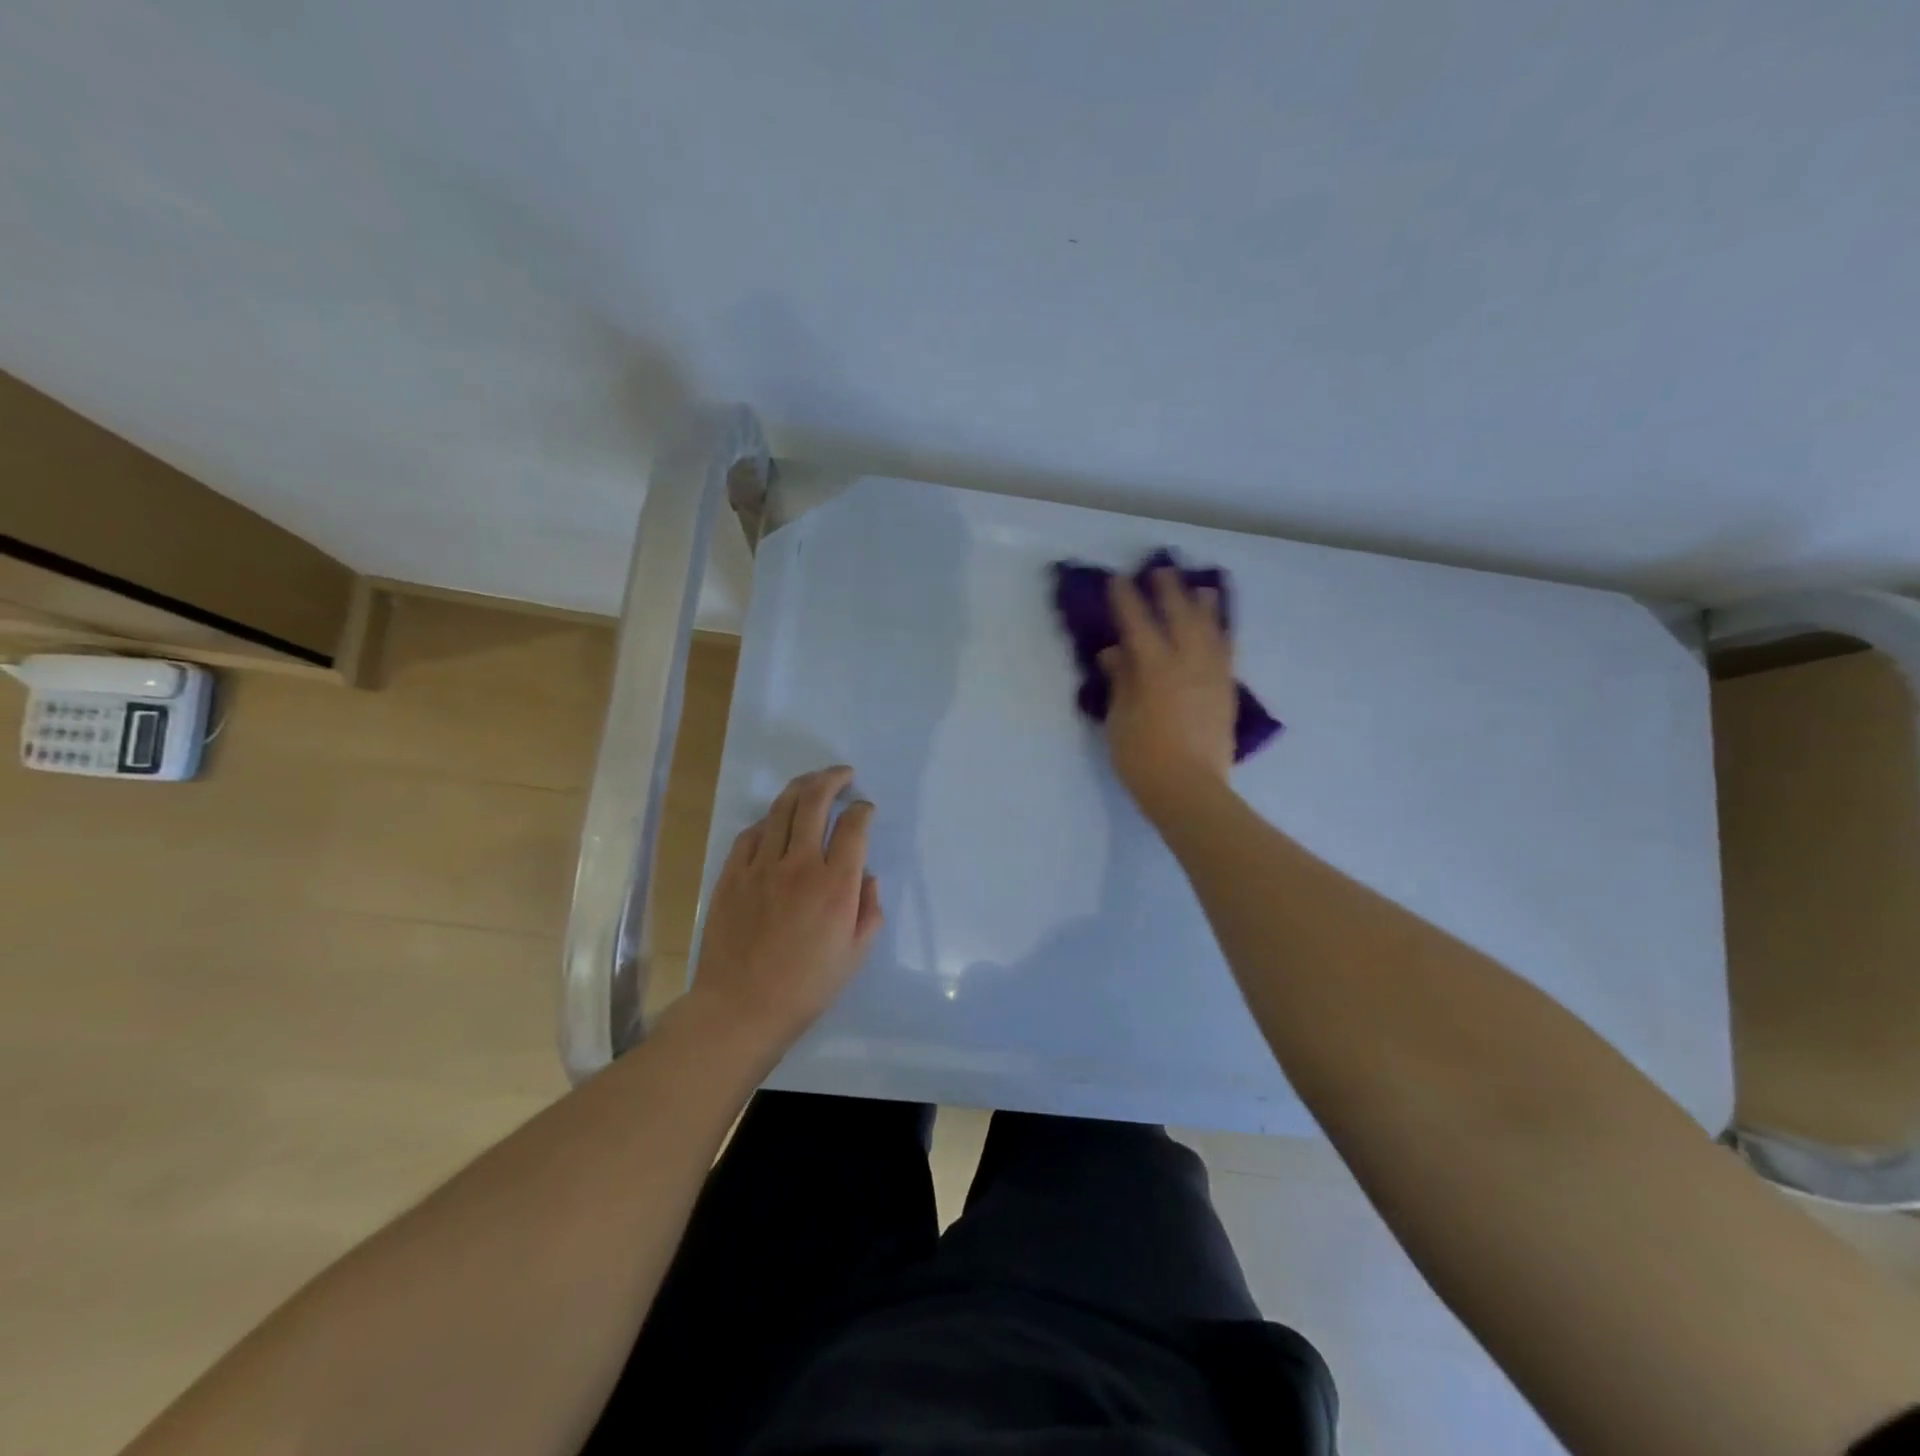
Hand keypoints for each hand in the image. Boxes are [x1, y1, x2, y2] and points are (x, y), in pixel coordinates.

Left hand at [685, 766, 882, 1053]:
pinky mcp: (732, 875)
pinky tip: (774, 822)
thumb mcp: (856, 954)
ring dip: (800, 788)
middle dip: (832, 779)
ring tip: (812, 782)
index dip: (863, 810)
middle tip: (843, 774)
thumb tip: (866, 876)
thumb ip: (869, 909)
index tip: (865, 810)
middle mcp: (799, 865)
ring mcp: (761, 867)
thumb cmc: (807, 987)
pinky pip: (750, 834)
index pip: (854, 826)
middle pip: (815, 801)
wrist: (741, 1008)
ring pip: (781, 809)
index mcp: (835, 885)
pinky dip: (767, 820)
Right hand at [1100, 568, 1236, 823]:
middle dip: (1168, 591)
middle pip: (1179, 616)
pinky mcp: (1226, 691)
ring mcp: (1211, 675)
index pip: (1137, 623)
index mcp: (1155, 667)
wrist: (1190, 790)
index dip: (1126, 600)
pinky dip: (1222, 633)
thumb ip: (1120, 681)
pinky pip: (1226, 651)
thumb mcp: (1120, 719)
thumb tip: (1114, 652)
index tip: (1118, 579)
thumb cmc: (1143, 757)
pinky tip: (1219, 627)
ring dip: (1204, 606)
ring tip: (1202, 588)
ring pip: (1210, 630)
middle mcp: (1187, 662)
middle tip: (1162, 570)